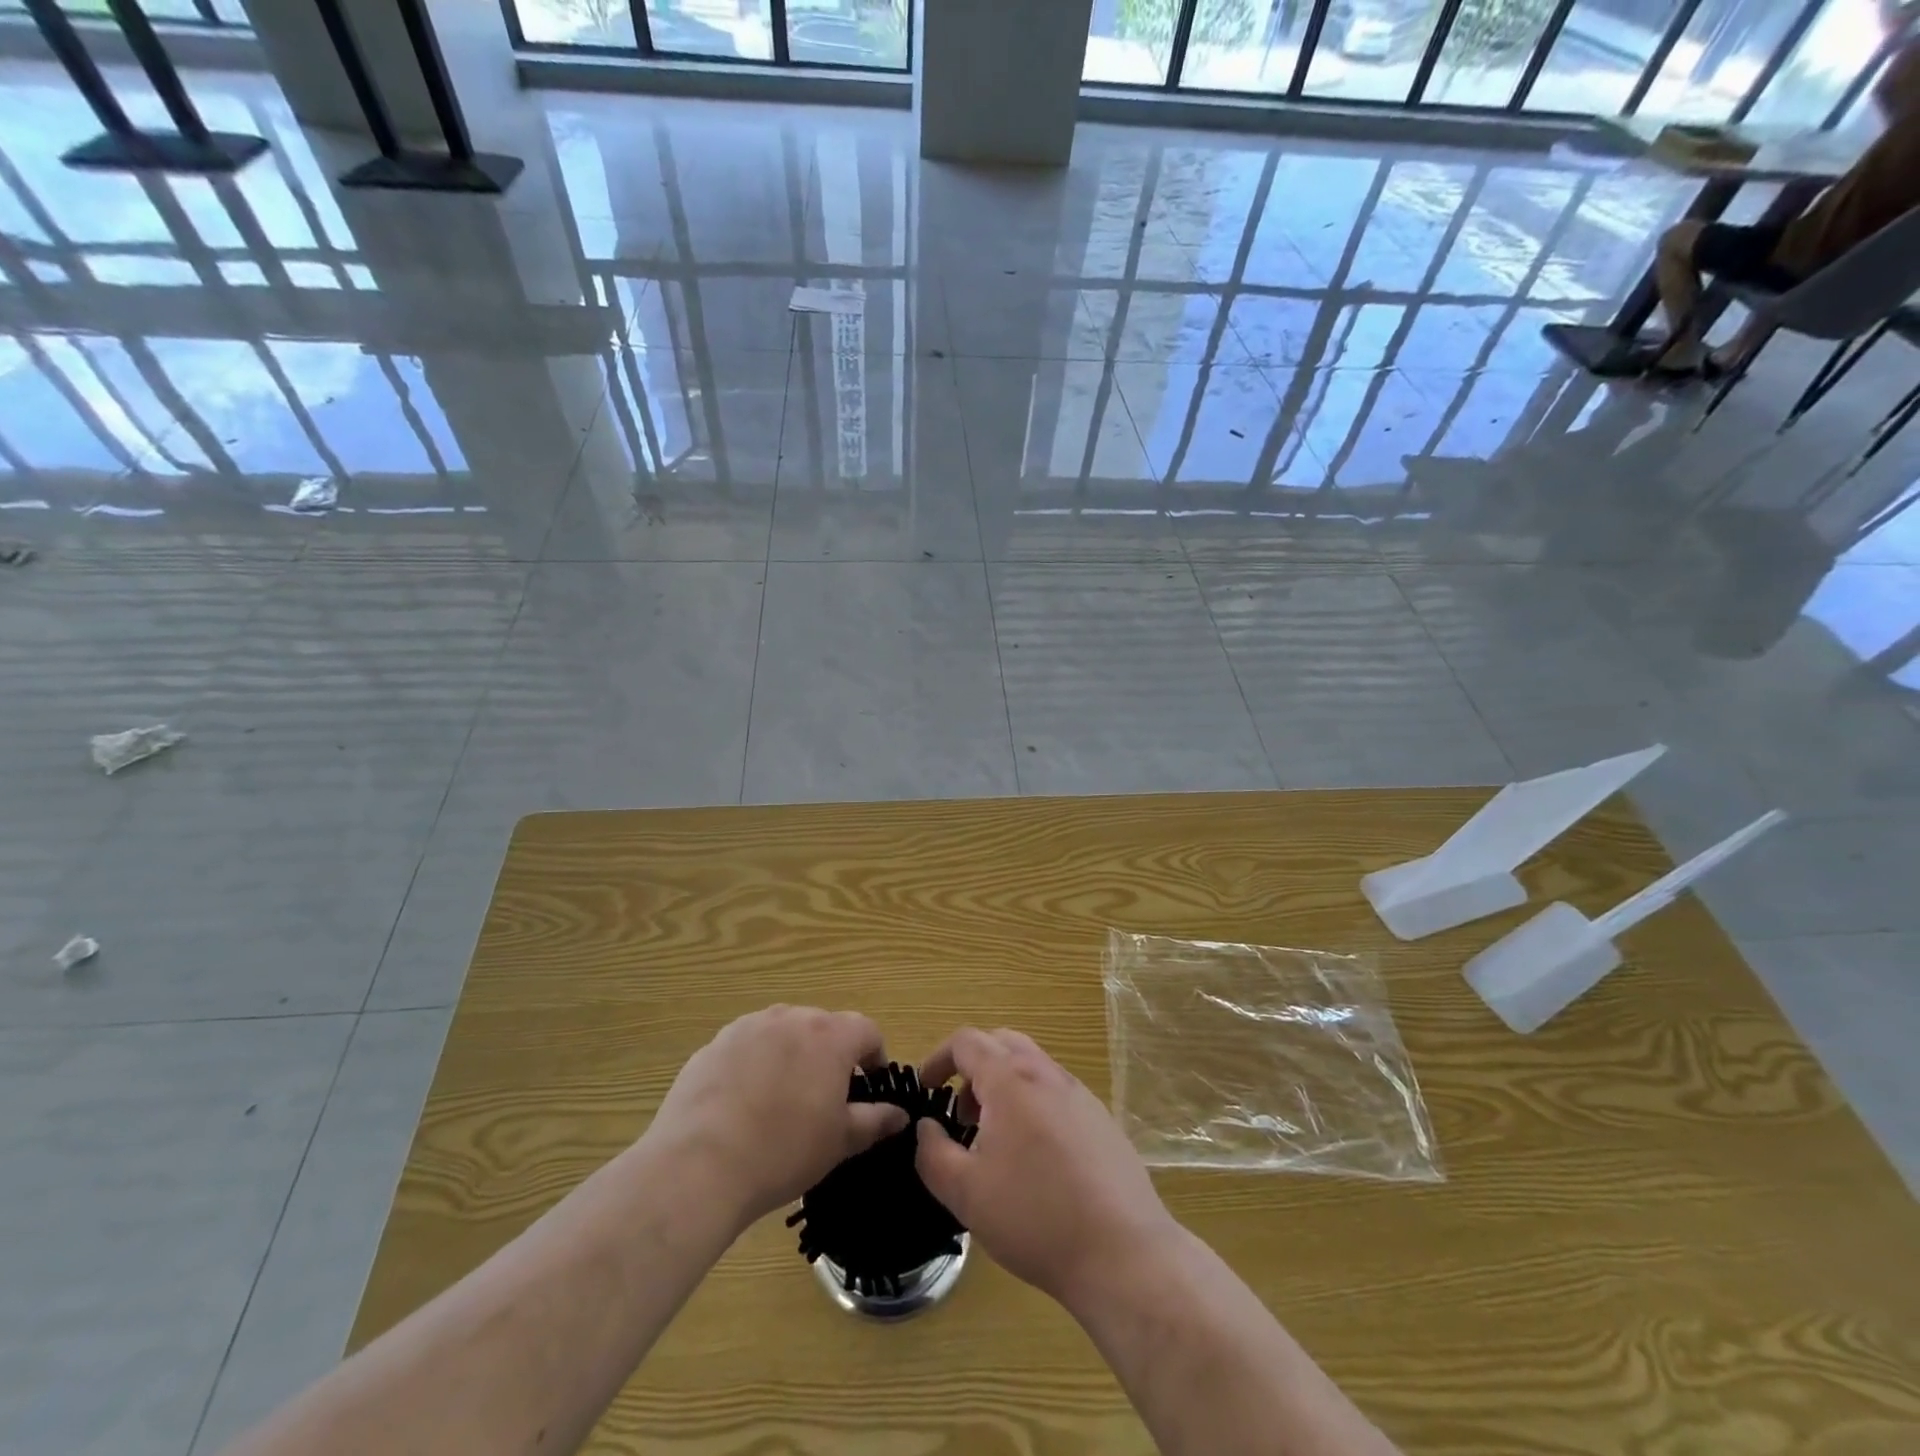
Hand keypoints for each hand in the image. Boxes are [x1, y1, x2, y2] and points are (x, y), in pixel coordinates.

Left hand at [649, 1006, 907, 1229]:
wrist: (698, 1165)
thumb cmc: (783, 1152)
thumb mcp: (839, 1142)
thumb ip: (874, 1121)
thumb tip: (899, 1114)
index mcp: (830, 1035)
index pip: (867, 1030)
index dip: (875, 1056)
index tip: (869, 1085)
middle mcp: (791, 1017)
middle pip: (823, 1026)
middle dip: (831, 1055)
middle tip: (825, 1098)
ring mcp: (749, 1026)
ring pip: (784, 1032)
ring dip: (792, 1055)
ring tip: (781, 1099)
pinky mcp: (715, 1043)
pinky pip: (748, 1046)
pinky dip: (755, 1064)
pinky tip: (743, 1103)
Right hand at [914, 1027, 1179, 1310]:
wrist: (1122, 1252)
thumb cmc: (1034, 1217)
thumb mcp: (965, 1193)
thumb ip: (933, 1153)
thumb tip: (926, 1128)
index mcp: (1010, 1079)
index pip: (966, 1041)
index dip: (938, 1058)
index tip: (926, 1090)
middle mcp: (1046, 1073)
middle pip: (1001, 1042)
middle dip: (972, 1066)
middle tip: (962, 1113)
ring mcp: (1079, 1094)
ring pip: (1032, 1066)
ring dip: (1004, 1086)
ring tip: (995, 1140)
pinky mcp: (1101, 1119)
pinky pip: (1056, 1092)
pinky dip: (1033, 1104)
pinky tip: (1035, 1159)